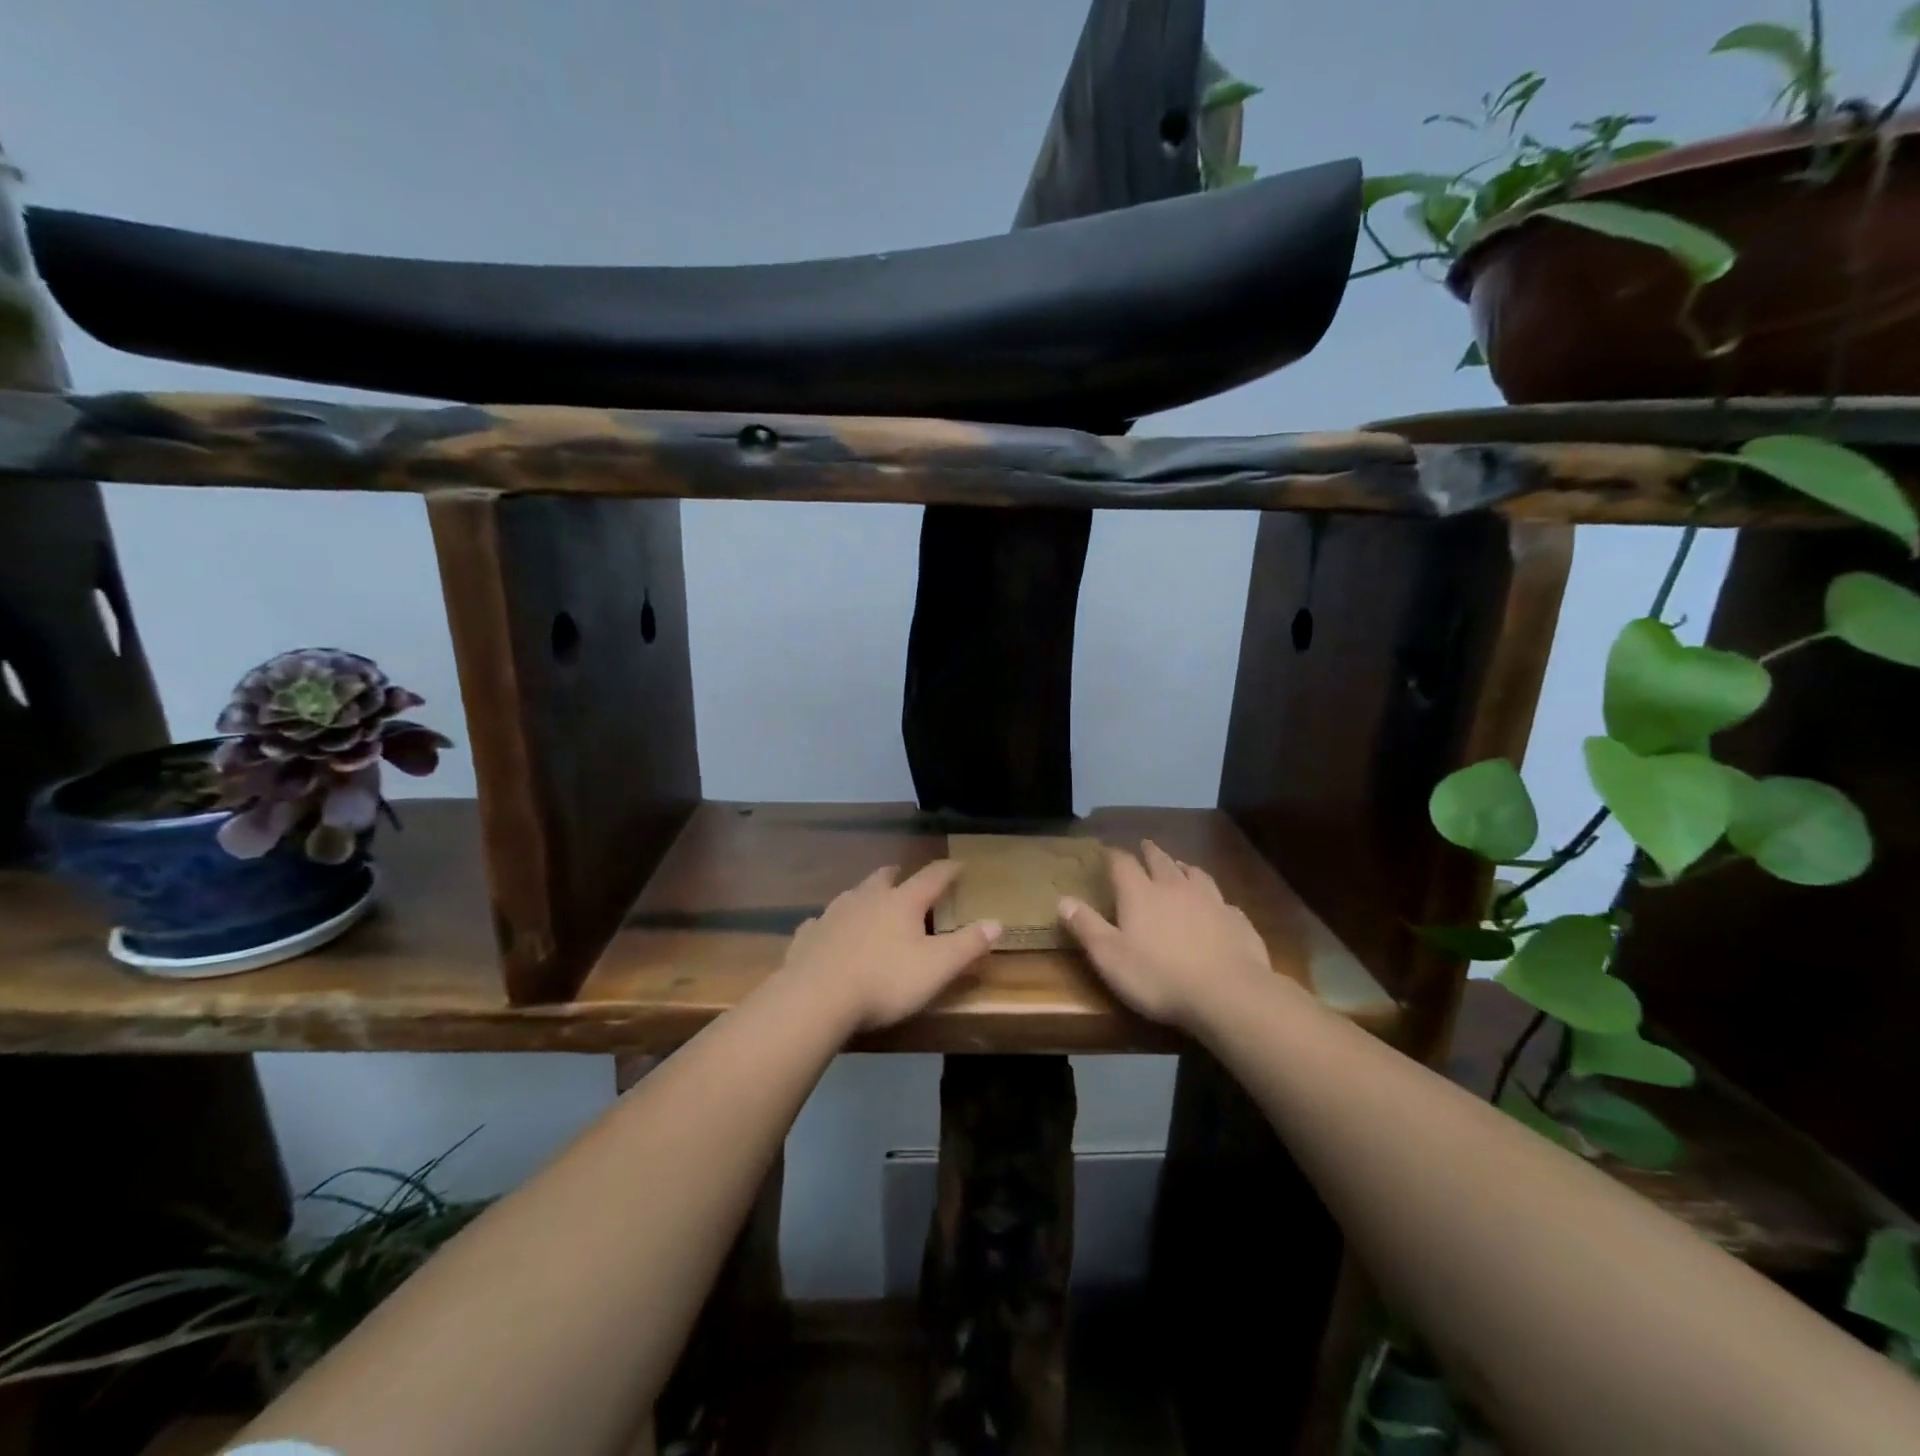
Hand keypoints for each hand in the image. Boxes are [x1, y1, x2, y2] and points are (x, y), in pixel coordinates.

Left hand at [777, 861, 1001, 1031]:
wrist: (815, 998)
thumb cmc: (884, 981)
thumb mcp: (936, 967)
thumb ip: (968, 945)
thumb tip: (996, 922)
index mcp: (902, 902)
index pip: (931, 877)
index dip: (948, 870)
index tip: (959, 864)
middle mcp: (866, 899)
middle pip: (884, 878)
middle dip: (897, 875)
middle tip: (903, 874)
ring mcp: (832, 915)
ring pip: (851, 895)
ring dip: (863, 895)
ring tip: (868, 899)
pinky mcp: (807, 936)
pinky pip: (821, 923)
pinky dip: (830, 924)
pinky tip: (826, 932)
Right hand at [1058, 840, 1272, 1032]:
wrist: (1228, 994)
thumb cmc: (1159, 977)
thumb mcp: (1110, 957)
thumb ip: (1086, 927)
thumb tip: (1063, 900)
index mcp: (1140, 894)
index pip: (1122, 864)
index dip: (1113, 856)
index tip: (1108, 853)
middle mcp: (1175, 887)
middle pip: (1160, 861)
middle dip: (1150, 852)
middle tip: (1145, 845)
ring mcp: (1210, 900)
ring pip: (1195, 874)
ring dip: (1183, 868)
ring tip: (1180, 866)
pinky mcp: (1236, 920)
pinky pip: (1223, 901)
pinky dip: (1214, 898)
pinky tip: (1216, 906)